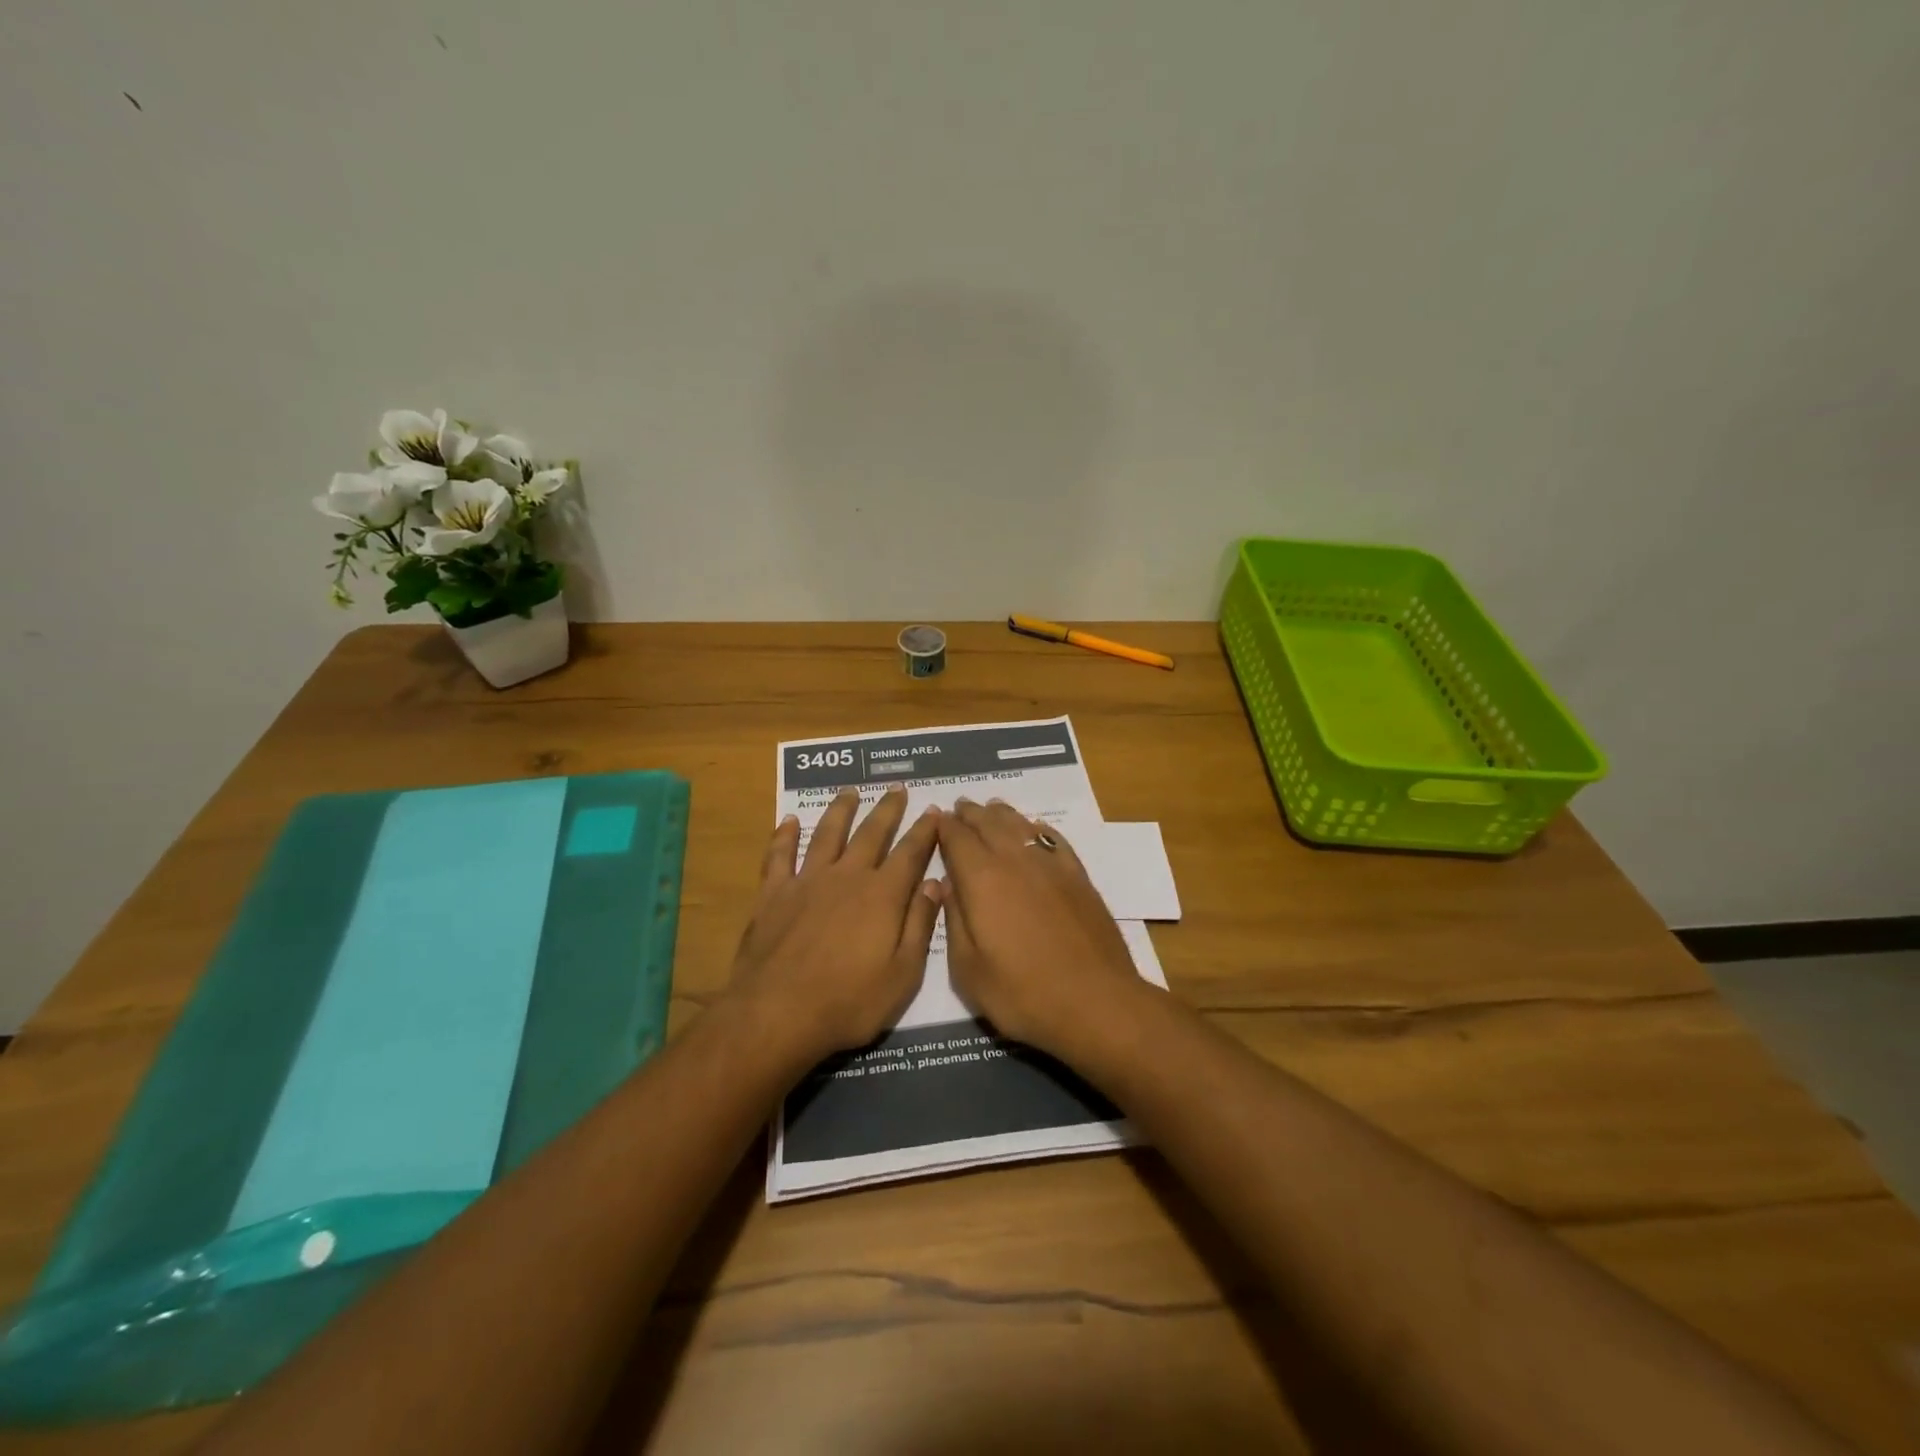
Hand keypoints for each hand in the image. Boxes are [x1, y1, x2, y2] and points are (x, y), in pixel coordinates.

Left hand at [729, 785, 941, 1060]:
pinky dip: (784, 836)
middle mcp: (847, 877)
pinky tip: (788, 821)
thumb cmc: (849, 1002)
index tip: (934, 810)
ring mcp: (806, 882)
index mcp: (882, 895)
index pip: (910, 853)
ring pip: (827, 834)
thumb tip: (935, 883)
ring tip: (850, 791)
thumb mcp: (902, 975)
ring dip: (840, 810)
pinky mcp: (773, 895)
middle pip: (871, 834)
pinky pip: (779, 856)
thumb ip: (920, 925)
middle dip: (887, 809)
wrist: (777, 1015)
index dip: (924, 830)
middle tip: (897, 788)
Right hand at [935, 798, 1144, 1055]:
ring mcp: (1051, 865)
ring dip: (1002, 815)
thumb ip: (954, 920)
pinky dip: (1038, 828)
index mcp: (981, 879)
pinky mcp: (1078, 877)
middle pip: (988, 824)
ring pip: (1021, 825)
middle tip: (960, 807)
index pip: (956, 838)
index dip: (944, 826)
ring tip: (991, 809)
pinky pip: (1053, 839)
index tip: (935, 818)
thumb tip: (945, 883)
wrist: (1096, 1002)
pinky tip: (1036, 829)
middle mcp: (1015, 860)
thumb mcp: (968, 970)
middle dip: (971, 814)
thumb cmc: (1023, 994)